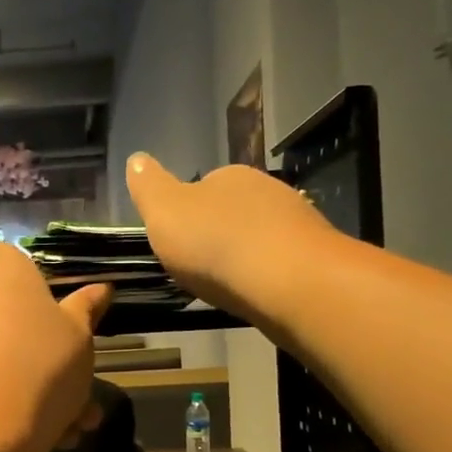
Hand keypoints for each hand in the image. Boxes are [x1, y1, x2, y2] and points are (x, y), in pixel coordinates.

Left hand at [0, 244, 111, 451]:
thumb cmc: (41, 364)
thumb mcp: (79, 337)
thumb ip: (86, 310)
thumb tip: (100, 288)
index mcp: (0, 269)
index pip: (20, 263)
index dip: (46, 292)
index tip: (67, 325)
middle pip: (12, 316)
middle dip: (49, 355)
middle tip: (80, 389)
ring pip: (1, 356)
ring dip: (36, 387)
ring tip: (71, 429)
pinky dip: (7, 402)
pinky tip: (44, 438)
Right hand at [126, 153, 335, 319]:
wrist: (288, 281)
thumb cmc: (216, 243)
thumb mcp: (165, 213)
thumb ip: (149, 187)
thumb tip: (136, 158)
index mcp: (229, 176)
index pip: (204, 186)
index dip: (188, 213)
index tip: (178, 240)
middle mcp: (267, 190)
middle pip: (234, 211)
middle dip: (218, 234)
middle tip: (200, 266)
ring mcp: (297, 222)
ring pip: (260, 236)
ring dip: (244, 255)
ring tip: (227, 284)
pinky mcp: (314, 257)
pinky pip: (281, 262)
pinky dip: (266, 274)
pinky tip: (256, 293)